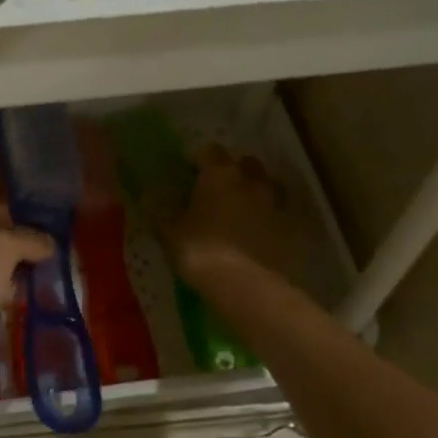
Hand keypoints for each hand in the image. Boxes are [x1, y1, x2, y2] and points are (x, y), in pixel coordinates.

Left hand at [0, 202, 53, 390]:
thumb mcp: (3, 243)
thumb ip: (28, 239)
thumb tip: (49, 243)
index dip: (4, 215)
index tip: (35, 224)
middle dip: (11, 248)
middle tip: (45, 250)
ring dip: (10, 274)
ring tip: (44, 273)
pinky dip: (5, 299)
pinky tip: (30, 298)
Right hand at [165, 145, 300, 288]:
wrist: (247, 285)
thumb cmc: (201, 250)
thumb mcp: (170, 231)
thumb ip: (160, 208)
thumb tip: (148, 192)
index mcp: (219, 174)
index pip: (210, 152)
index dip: (199, 161)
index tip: (189, 175)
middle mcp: (250, 180)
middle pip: (244, 163)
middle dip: (233, 171)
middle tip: (217, 191)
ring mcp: (274, 203)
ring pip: (265, 186)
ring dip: (253, 192)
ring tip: (238, 212)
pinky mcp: (289, 228)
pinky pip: (276, 214)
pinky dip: (267, 218)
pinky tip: (255, 233)